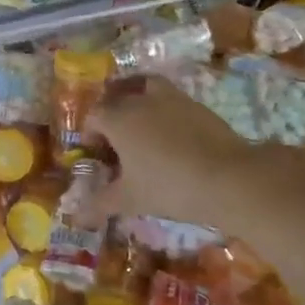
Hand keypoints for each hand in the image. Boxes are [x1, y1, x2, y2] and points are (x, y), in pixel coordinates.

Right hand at [90, 76, 304, 235]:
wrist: (229, 178)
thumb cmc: (169, 186)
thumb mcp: (130, 199)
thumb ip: (100, 204)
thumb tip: (76, 217)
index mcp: (118, 118)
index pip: (94, 117)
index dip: (91, 135)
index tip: (98, 156)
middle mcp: (140, 100)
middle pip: (117, 99)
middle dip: (112, 117)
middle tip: (117, 143)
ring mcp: (172, 98)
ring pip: (146, 88)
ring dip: (138, 100)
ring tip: (143, 125)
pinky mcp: (197, 105)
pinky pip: (171, 100)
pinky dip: (165, 111)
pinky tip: (173, 136)